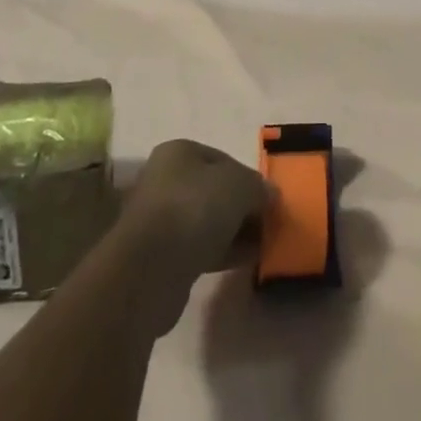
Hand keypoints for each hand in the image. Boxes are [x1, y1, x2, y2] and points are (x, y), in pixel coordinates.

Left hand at [120, 139, 271, 292]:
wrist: (150, 269)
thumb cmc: (195, 208)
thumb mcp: (240, 185)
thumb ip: (258, 187)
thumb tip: (269, 195)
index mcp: (179, 151)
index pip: (224, 159)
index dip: (249, 178)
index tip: (269, 200)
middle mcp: (166, 179)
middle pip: (215, 191)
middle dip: (243, 207)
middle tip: (268, 224)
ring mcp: (161, 219)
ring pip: (207, 221)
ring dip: (234, 232)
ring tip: (262, 246)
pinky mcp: (160, 256)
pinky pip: (199, 248)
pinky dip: (222, 252)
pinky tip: (245, 261)